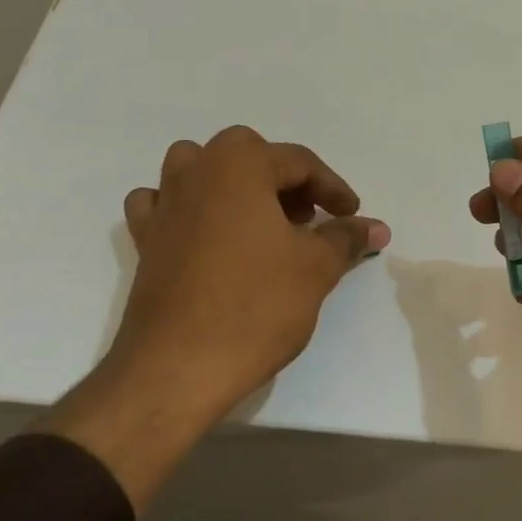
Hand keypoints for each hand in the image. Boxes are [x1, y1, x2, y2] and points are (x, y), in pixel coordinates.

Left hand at [112, 125, 388, 417]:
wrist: (178, 365)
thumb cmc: (256, 305)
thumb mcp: (316, 268)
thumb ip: (345, 238)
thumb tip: (376, 227)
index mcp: (238, 164)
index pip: (298, 162)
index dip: (332, 189)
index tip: (352, 217)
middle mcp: (195, 171)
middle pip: (247, 155)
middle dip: (283, 181)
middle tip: (308, 219)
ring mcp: (164, 204)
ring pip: (199, 169)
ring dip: (233, 185)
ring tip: (259, 222)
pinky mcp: (145, 239)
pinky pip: (164, 204)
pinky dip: (187, 209)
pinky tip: (204, 236)